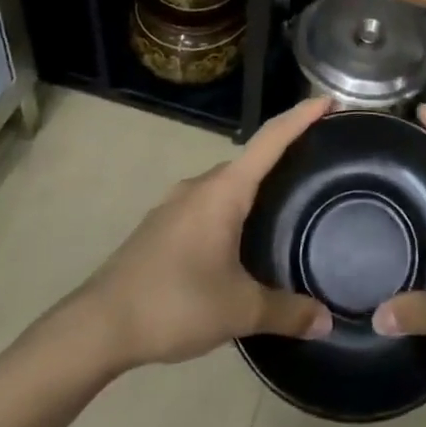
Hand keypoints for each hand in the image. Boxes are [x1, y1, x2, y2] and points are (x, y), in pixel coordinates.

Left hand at [62, 96, 335, 369]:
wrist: (96, 326)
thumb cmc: (174, 303)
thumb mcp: (238, 310)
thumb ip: (286, 312)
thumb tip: (327, 320)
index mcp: (224, 190)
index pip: (271, 139)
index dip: (301, 116)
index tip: (329, 100)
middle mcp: (201, 185)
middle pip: (251, 159)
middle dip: (284, 155)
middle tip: (317, 164)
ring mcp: (176, 203)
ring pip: (227, 185)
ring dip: (255, 187)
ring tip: (284, 205)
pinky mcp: (161, 225)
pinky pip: (208, 204)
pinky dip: (232, 208)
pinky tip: (239, 241)